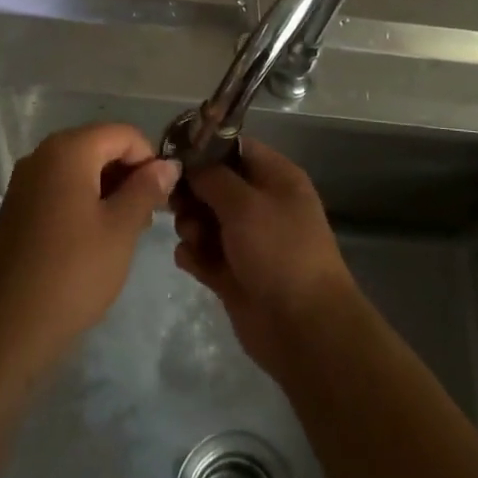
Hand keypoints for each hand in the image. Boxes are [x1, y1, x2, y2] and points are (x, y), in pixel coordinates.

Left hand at [0, 122, 179, 375]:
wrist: (7, 329)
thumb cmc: (73, 273)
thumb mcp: (121, 229)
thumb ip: (146, 189)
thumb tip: (168, 164)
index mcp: (68, 151)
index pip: (123, 134)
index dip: (150, 158)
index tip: (163, 196)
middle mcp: (43, 155)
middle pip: (100, 146)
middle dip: (129, 173)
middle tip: (148, 216)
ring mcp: (26, 181)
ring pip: (81, 168)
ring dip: (109, 188)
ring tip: (127, 230)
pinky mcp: (19, 207)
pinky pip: (61, 187)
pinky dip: (85, 200)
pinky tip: (98, 236)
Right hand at [173, 139, 358, 374]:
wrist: (304, 328)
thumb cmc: (279, 251)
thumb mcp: (245, 204)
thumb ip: (212, 177)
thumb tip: (190, 163)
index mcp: (276, 178)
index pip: (235, 149)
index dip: (204, 149)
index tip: (173, 156)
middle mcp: (262, 204)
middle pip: (214, 185)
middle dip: (192, 193)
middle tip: (178, 205)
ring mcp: (248, 241)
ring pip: (205, 220)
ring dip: (190, 226)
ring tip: (192, 238)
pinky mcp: (234, 274)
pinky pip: (204, 254)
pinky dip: (193, 255)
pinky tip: (191, 261)